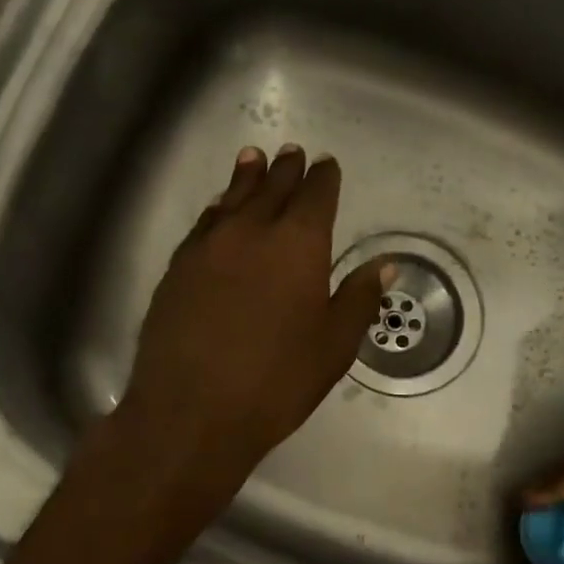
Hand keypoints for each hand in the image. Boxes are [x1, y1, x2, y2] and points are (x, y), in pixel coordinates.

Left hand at [116, 145, 388, 481]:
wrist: (192, 411)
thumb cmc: (277, 380)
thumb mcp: (334, 345)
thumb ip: (360, 298)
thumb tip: (385, 264)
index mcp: (298, 244)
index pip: (315, 196)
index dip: (323, 178)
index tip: (326, 165)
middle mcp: (251, 231)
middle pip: (271, 188)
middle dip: (286, 170)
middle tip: (291, 153)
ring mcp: (208, 247)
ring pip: (232, 199)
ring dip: (246, 178)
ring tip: (253, 159)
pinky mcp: (177, 268)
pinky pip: (204, 224)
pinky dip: (218, 209)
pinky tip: (219, 210)